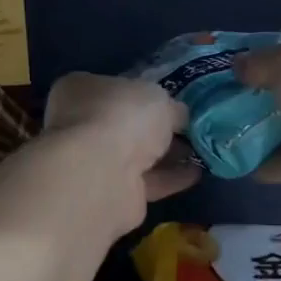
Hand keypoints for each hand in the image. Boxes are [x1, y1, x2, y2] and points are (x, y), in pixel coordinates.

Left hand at [42, 73, 199, 217]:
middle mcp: (79, 124)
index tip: (172, 102)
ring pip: (134, 155)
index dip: (143, 95)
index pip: (114, 88)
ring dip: (166, 155)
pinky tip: (196, 173)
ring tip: (200, 152)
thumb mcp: (158, 98)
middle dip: (157, 129)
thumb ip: (170, 107)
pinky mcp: (108, 193)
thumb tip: (179, 116)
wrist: (100, 175)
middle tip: (191, 130)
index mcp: (81, 89)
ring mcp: (91, 162)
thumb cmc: (122, 117)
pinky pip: (144, 181)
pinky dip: (169, 178)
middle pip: (125, 124)